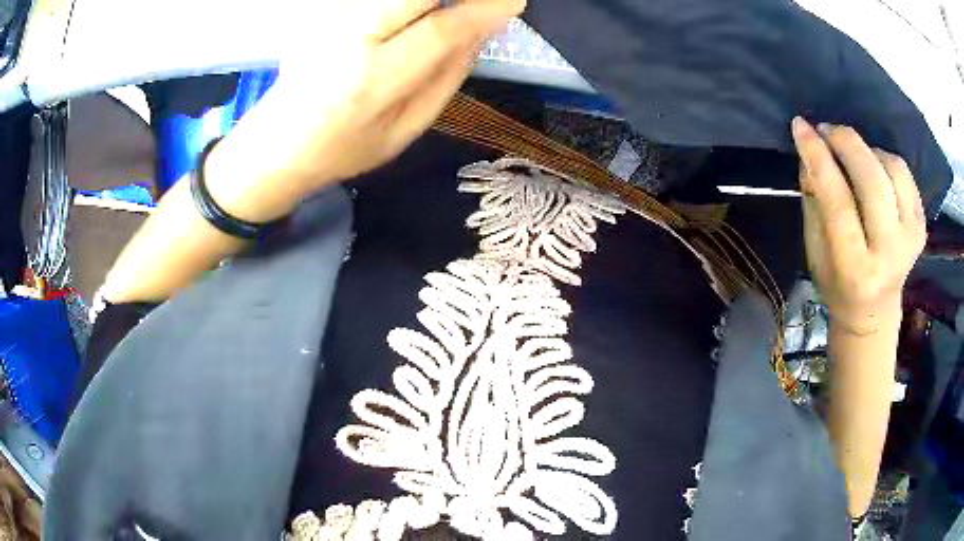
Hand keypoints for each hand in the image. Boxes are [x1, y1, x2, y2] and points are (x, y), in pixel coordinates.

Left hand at [204, 0, 525, 222]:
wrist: (277, 145)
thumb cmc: (342, 150)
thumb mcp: (403, 132)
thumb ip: (445, 80)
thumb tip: (478, 34)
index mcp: (374, 81)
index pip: (440, 29)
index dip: (483, 10)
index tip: (512, 1)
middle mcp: (350, 39)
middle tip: (482, 3)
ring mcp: (331, 21)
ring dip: (429, 1)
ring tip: (450, 12)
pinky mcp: (323, 12)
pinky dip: (405, 4)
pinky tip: (419, 13)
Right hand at [791, 117, 926, 333]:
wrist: (874, 310)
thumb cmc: (838, 282)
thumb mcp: (815, 251)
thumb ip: (814, 202)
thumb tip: (811, 154)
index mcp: (856, 269)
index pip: (838, 202)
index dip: (818, 157)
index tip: (800, 126)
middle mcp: (889, 254)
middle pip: (872, 181)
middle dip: (846, 143)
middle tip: (826, 130)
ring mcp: (911, 239)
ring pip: (891, 169)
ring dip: (866, 150)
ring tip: (850, 153)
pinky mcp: (921, 225)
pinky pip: (903, 172)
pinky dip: (884, 158)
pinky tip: (872, 166)